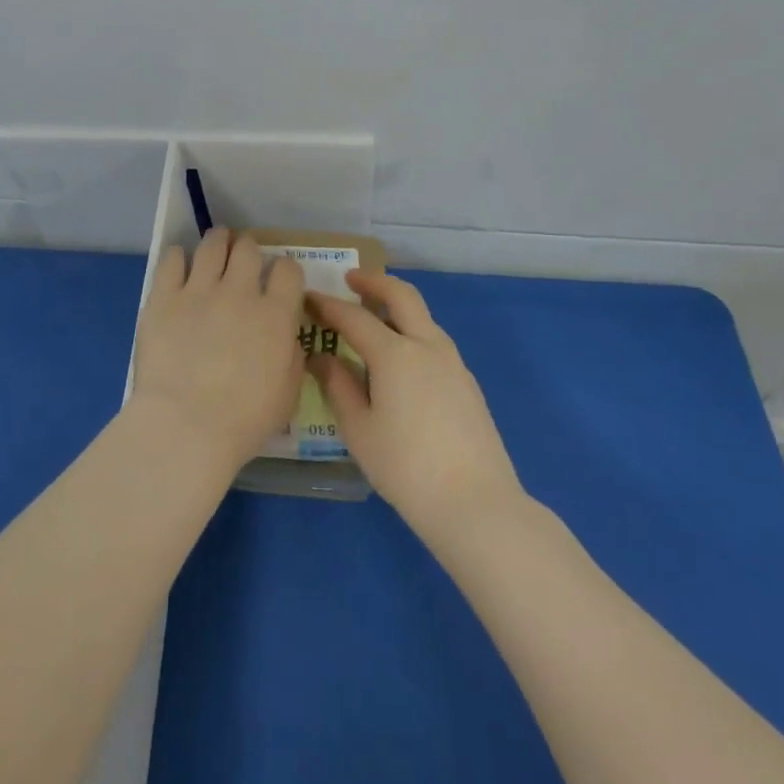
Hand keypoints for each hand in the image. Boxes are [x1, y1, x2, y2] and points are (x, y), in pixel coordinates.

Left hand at [129, 229, 307, 477]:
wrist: (186, 425)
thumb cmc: (244, 419)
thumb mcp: (288, 393)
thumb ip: (291, 355)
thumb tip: (285, 335)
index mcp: (276, 314)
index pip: (288, 269)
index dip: (285, 270)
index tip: (278, 280)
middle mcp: (240, 291)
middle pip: (248, 249)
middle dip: (248, 249)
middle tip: (243, 260)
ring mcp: (199, 290)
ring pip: (212, 245)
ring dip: (218, 242)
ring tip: (216, 246)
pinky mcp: (163, 297)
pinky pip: (171, 260)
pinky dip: (177, 257)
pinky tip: (178, 262)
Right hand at [307, 272, 523, 542]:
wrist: (476, 504)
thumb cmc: (406, 468)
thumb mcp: (359, 430)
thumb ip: (338, 386)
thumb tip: (321, 357)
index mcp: (395, 354)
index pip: (354, 317)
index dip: (328, 305)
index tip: (308, 297)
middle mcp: (427, 346)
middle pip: (401, 296)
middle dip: (374, 282)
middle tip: (350, 280)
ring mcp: (453, 363)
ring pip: (423, 317)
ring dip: (396, 306)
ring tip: (372, 318)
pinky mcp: (467, 383)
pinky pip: (434, 341)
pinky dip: (412, 332)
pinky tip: (400, 359)